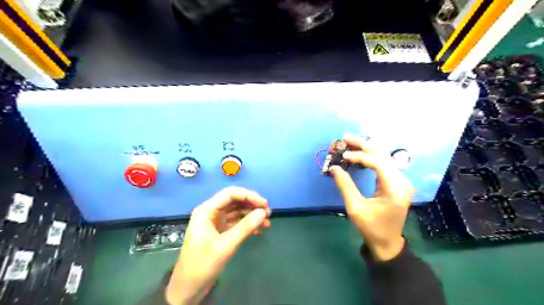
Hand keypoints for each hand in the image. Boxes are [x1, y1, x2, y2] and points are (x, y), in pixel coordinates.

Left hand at [164, 187, 268, 303]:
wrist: (189, 288)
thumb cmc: (203, 264)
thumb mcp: (226, 245)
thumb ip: (245, 227)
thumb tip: (263, 212)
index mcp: (207, 210)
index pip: (230, 194)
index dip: (249, 196)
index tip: (265, 204)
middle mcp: (212, 212)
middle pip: (235, 201)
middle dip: (252, 205)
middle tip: (268, 213)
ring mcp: (217, 222)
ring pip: (238, 212)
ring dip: (252, 216)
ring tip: (267, 223)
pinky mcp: (221, 232)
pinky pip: (237, 223)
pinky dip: (248, 225)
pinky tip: (259, 231)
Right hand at [329, 135, 414, 260]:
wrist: (387, 242)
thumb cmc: (371, 227)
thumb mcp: (355, 208)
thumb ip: (345, 186)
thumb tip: (334, 167)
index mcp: (394, 189)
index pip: (378, 163)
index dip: (359, 156)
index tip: (343, 155)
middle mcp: (402, 181)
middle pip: (383, 155)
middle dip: (363, 144)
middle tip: (345, 137)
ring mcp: (401, 181)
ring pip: (384, 157)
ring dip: (367, 148)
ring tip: (350, 142)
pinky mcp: (397, 183)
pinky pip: (384, 164)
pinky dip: (370, 157)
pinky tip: (360, 153)